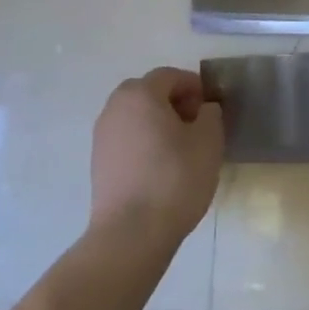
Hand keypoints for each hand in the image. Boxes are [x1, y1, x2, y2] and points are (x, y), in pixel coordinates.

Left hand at [89, 68, 224, 251]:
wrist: (131, 233)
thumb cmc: (175, 179)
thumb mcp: (209, 142)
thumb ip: (210, 115)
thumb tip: (204, 109)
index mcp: (141, 94)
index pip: (170, 76)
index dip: (194, 86)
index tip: (210, 108)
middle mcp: (115, 107)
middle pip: (148, 92)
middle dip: (173, 101)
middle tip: (195, 125)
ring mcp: (102, 135)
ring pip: (134, 116)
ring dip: (156, 122)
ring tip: (179, 148)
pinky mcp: (98, 162)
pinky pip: (125, 138)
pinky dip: (143, 141)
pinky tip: (160, 167)